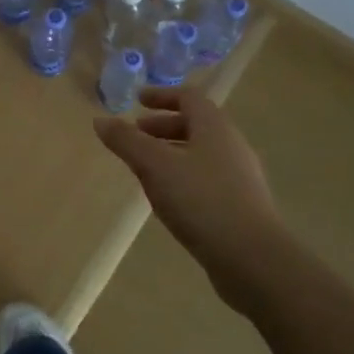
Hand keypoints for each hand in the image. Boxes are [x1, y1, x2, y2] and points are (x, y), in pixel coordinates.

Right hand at [95, 88, 285, 309]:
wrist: (252, 257)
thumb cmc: (201, 200)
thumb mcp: (155, 166)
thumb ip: (126, 141)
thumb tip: (100, 120)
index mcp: (214, 127)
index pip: (189, 98)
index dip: (162, 96)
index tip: (137, 101)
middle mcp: (231, 146)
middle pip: (195, 125)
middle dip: (162, 127)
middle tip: (135, 136)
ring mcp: (239, 177)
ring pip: (200, 154)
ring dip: (171, 154)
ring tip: (145, 170)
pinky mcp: (240, 206)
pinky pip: (206, 179)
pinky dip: (183, 177)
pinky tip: (168, 199)